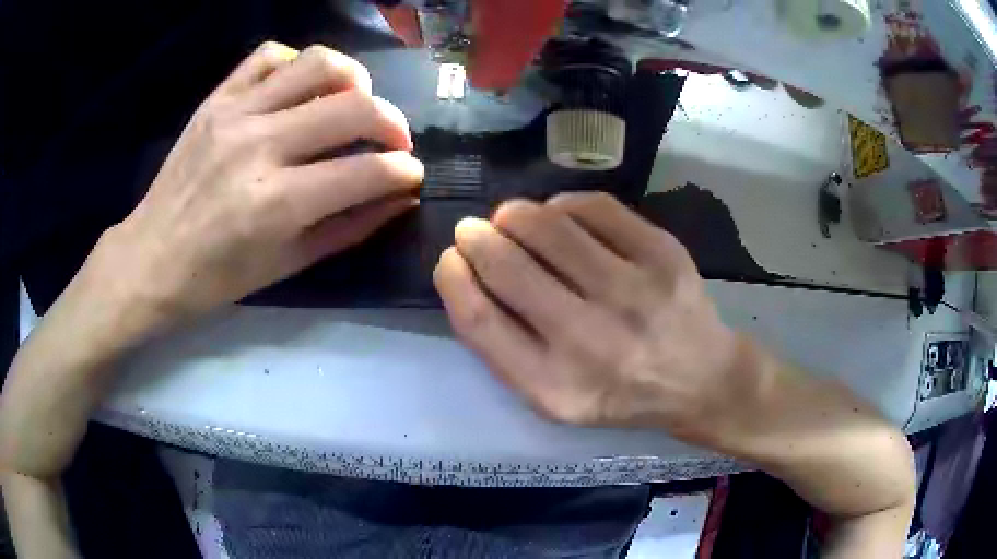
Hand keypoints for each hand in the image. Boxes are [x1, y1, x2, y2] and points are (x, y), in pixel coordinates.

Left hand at [106, 42, 422, 322]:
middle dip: (393, 123)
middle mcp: (259, 146)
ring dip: (355, 78)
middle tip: (395, 140)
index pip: (366, 171)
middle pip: (354, 107)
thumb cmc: (215, 278)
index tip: (411, 173)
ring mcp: (235, 113)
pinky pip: (269, 56)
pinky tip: (301, 89)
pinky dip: (297, 64)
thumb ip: (350, 227)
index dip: (403, 170)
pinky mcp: (216, 99)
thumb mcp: (288, 265)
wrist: (150, 259)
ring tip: (356, 101)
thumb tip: (400, 197)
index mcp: (277, 203)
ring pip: (318, 63)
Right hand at [434, 193, 753, 444]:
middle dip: (475, 237)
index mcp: (554, 386)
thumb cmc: (619, 393)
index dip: (453, 278)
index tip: (450, 259)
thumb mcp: (555, 397)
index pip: (478, 320)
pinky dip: (563, 205)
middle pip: (506, 265)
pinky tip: (562, 217)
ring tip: (512, 220)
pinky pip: (593, 207)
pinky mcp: (662, 253)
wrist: (700, 379)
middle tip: (473, 231)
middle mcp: (591, 340)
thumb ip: (506, 348)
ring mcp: (633, 291)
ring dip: (514, 215)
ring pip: (546, 225)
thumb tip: (468, 274)